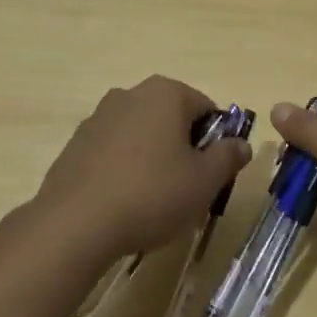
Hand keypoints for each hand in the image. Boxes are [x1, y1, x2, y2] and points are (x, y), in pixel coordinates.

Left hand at [35, 76, 252, 258]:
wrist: (75, 223)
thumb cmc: (151, 194)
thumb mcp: (204, 182)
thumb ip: (227, 158)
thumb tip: (241, 144)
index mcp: (166, 93)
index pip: (206, 108)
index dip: (216, 142)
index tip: (211, 175)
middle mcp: (131, 93)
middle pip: (172, 118)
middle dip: (183, 149)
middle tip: (186, 190)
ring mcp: (99, 116)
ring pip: (142, 134)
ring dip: (153, 158)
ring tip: (153, 201)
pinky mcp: (77, 142)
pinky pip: (114, 150)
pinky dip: (124, 168)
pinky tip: (122, 202)